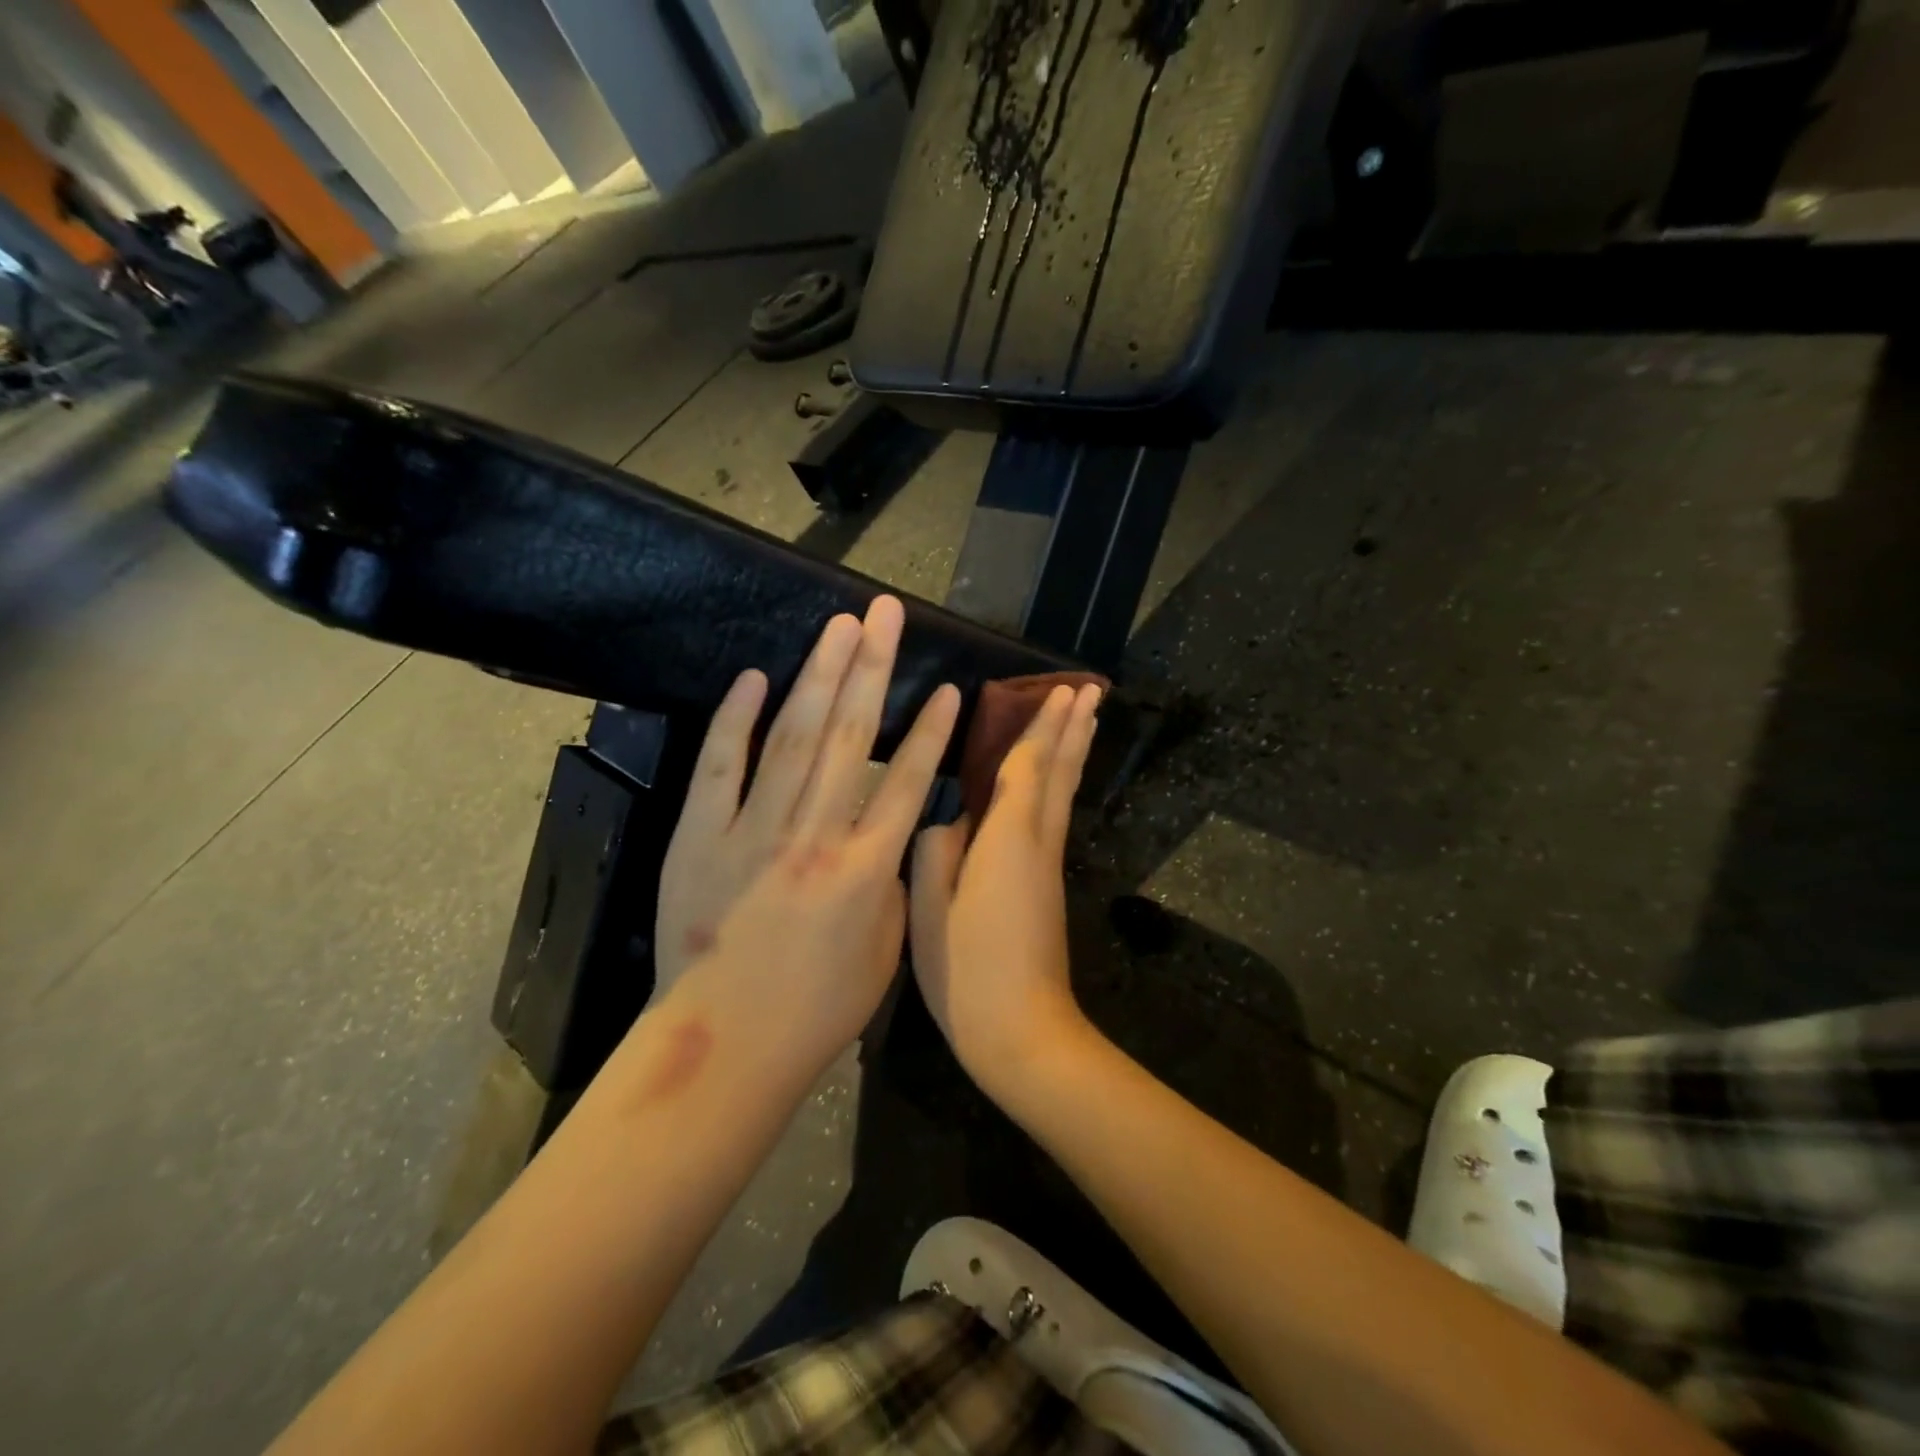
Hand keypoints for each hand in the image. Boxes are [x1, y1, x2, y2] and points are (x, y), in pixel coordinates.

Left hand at [655, 597, 958, 1069]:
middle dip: (872, 666)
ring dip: (819, 675)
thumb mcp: (886, 953)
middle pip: (851, 735)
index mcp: (866, 868)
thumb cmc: (817, 1010)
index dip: (931, 730)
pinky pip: (722, 767)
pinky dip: (737, 719)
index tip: (947, 685)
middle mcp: (814, 835)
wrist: (726, 1044)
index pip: (908, 781)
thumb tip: (892, 837)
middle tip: (884, 612)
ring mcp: (753, 831)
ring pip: (793, 737)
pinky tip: (757, 677)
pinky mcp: (701, 836)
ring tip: (840, 626)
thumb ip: (894, 885)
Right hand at [910, 681, 1102, 1100]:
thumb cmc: (968, 968)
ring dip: (1074, 752)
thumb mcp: (931, 908)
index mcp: (1009, 837)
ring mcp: (1047, 865)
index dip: (1041, 724)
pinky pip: (1056, 816)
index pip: (1028, 765)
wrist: (1022, 1032)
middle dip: (1073, 728)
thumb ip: (936, 850)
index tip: (1061, 688)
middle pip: (1060, 773)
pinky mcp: (1046, 887)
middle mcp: (1038, 841)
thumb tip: (949, 819)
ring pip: (1064, 793)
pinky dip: (1061, 784)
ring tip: (1087, 719)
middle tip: (1090, 690)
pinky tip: (1055, 783)